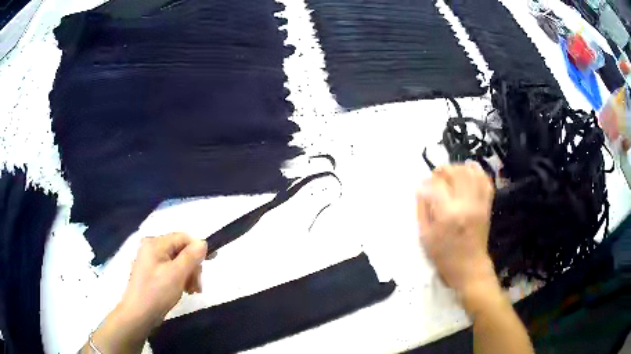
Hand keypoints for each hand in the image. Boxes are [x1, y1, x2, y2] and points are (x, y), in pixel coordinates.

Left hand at [85, 233, 206, 353]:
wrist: (139, 314)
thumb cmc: (157, 292)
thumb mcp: (177, 274)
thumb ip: (191, 256)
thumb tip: (202, 242)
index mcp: (155, 243)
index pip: (182, 237)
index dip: (197, 249)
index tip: (208, 264)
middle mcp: (151, 247)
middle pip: (180, 250)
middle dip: (192, 266)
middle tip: (197, 285)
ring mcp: (150, 260)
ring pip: (177, 261)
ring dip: (188, 274)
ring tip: (191, 291)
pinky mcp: (151, 272)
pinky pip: (170, 269)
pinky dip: (180, 279)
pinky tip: (183, 290)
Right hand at [417, 163, 496, 302]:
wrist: (470, 267)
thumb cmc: (444, 256)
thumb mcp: (425, 237)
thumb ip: (422, 210)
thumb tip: (420, 189)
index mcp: (448, 214)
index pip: (437, 185)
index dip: (428, 183)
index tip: (422, 187)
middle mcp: (466, 204)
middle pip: (456, 173)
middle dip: (443, 170)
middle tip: (436, 177)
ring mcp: (479, 203)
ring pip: (471, 173)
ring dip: (459, 168)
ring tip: (451, 174)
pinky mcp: (487, 205)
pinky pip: (486, 181)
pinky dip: (478, 172)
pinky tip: (469, 172)